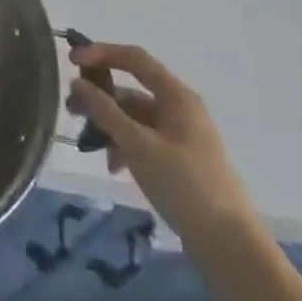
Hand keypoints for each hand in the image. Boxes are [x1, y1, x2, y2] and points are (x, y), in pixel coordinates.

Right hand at [68, 43, 253, 245]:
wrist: (230, 247)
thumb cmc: (184, 186)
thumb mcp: (138, 145)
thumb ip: (105, 111)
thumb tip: (77, 84)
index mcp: (177, 96)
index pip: (134, 58)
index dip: (101, 53)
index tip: (72, 62)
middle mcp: (180, 109)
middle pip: (132, 89)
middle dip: (101, 97)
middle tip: (73, 110)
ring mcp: (182, 136)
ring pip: (136, 117)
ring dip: (110, 126)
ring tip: (91, 145)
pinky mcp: (180, 160)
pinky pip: (144, 140)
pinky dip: (125, 146)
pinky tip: (115, 167)